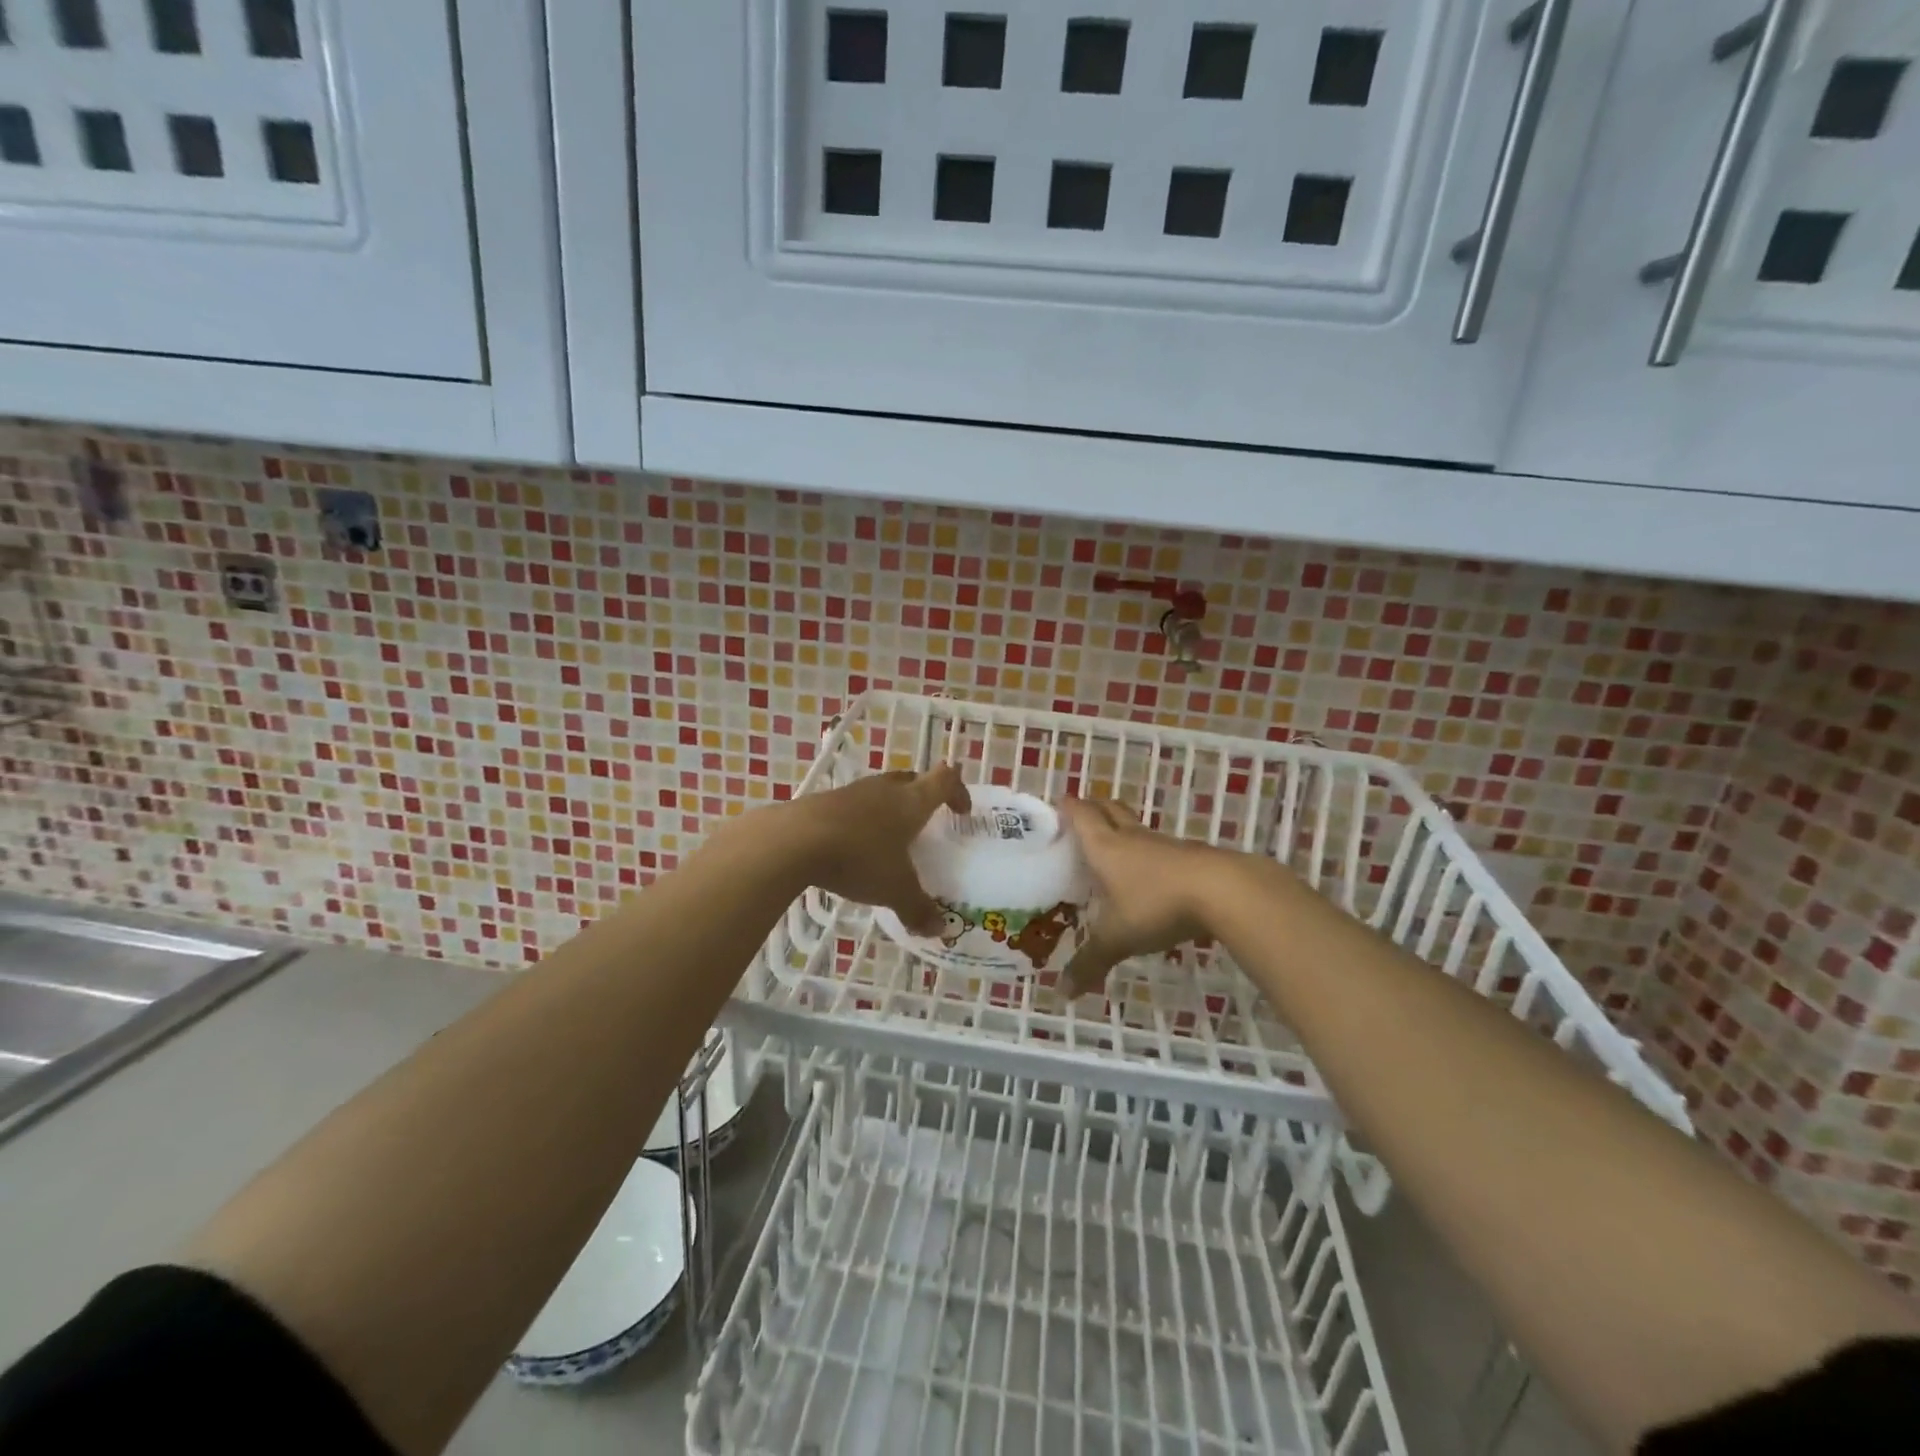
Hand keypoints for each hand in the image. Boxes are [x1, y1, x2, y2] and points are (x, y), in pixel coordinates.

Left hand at [787, 765, 969, 935]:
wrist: (794, 841)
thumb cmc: (859, 858)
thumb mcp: (895, 890)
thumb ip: (918, 908)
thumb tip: (938, 929)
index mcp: (912, 801)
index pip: (944, 780)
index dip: (958, 791)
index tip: (962, 812)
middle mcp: (886, 789)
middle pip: (913, 780)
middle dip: (924, 796)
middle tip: (927, 823)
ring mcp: (853, 791)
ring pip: (881, 792)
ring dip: (890, 808)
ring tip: (889, 839)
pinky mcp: (824, 801)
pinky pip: (854, 805)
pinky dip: (861, 820)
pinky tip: (853, 847)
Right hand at [1060, 798, 1231, 994]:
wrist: (1223, 891)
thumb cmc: (1156, 904)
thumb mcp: (1117, 938)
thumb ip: (1089, 963)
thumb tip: (1062, 993)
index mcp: (1104, 846)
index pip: (1080, 814)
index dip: (1066, 807)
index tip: (1054, 806)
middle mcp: (1131, 837)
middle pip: (1109, 809)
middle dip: (1093, 809)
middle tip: (1079, 820)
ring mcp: (1163, 844)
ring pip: (1135, 828)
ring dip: (1121, 831)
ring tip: (1110, 851)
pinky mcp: (1189, 856)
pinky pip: (1158, 848)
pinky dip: (1146, 854)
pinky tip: (1147, 876)